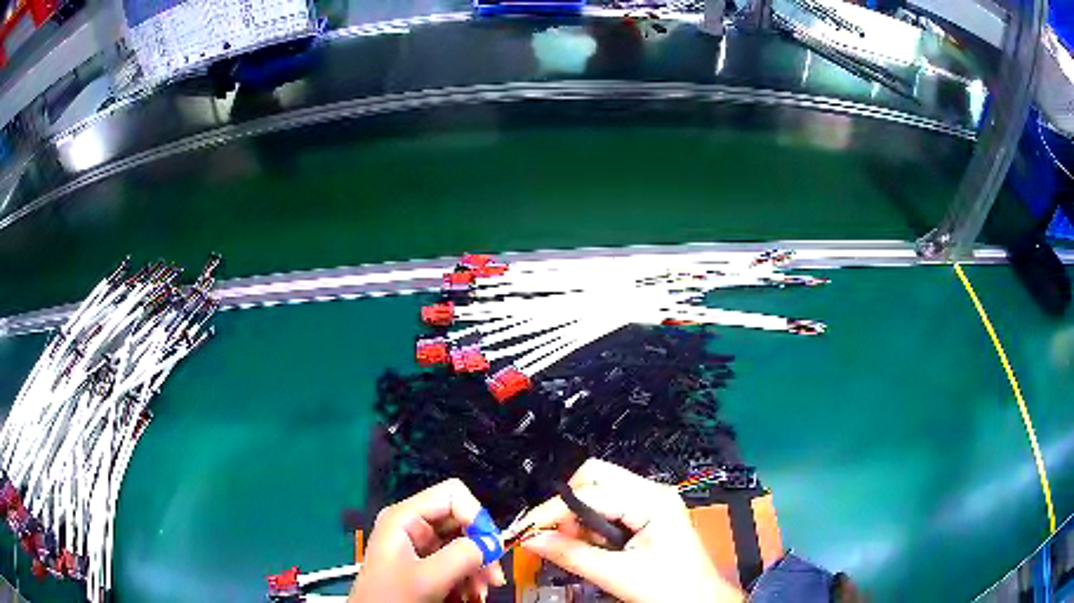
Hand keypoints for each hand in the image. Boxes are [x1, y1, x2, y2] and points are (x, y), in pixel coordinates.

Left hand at [348, 479, 506, 602]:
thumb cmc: (392, 597)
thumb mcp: (427, 578)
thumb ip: (462, 556)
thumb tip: (493, 543)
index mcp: (405, 517)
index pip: (452, 495)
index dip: (477, 516)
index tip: (491, 547)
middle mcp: (413, 526)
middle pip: (462, 521)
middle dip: (481, 548)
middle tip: (493, 577)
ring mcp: (420, 546)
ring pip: (464, 544)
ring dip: (478, 567)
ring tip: (481, 592)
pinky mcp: (426, 565)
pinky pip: (457, 562)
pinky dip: (469, 577)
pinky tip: (471, 594)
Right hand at [520, 459, 743, 602]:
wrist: (698, 602)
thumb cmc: (672, 589)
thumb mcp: (616, 575)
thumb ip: (571, 554)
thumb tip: (532, 539)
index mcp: (652, 501)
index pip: (590, 492)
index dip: (553, 511)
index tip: (527, 529)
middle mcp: (652, 493)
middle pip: (594, 478)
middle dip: (566, 506)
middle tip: (552, 535)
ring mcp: (649, 503)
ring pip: (597, 492)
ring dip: (577, 517)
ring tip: (575, 546)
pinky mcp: (645, 516)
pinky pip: (606, 508)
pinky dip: (589, 524)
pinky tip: (590, 545)